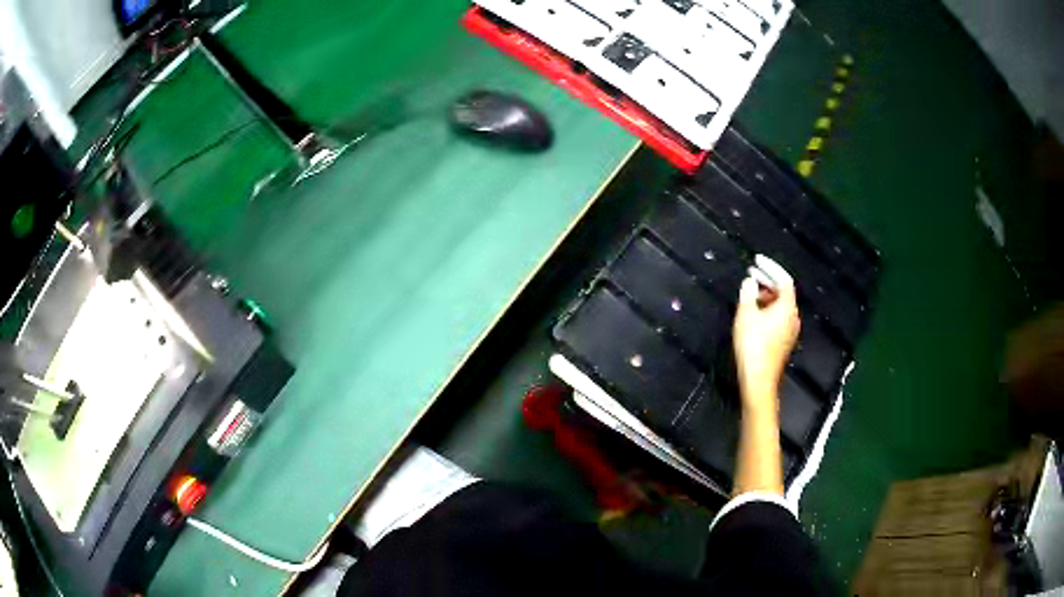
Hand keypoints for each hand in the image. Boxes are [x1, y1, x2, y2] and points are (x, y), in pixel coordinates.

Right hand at [732, 256, 800, 407]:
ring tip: (750, 293)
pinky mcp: (784, 342)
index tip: (757, 260)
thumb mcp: (746, 316)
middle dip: (767, 280)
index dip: (771, 267)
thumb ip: (748, 294)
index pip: (783, 279)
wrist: (759, 380)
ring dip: (767, 296)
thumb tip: (750, 282)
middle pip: (783, 292)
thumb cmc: (752, 345)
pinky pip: (779, 317)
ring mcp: (790, 331)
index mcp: (787, 307)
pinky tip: (754, 314)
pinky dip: (768, 309)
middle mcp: (793, 317)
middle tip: (751, 273)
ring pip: (780, 306)